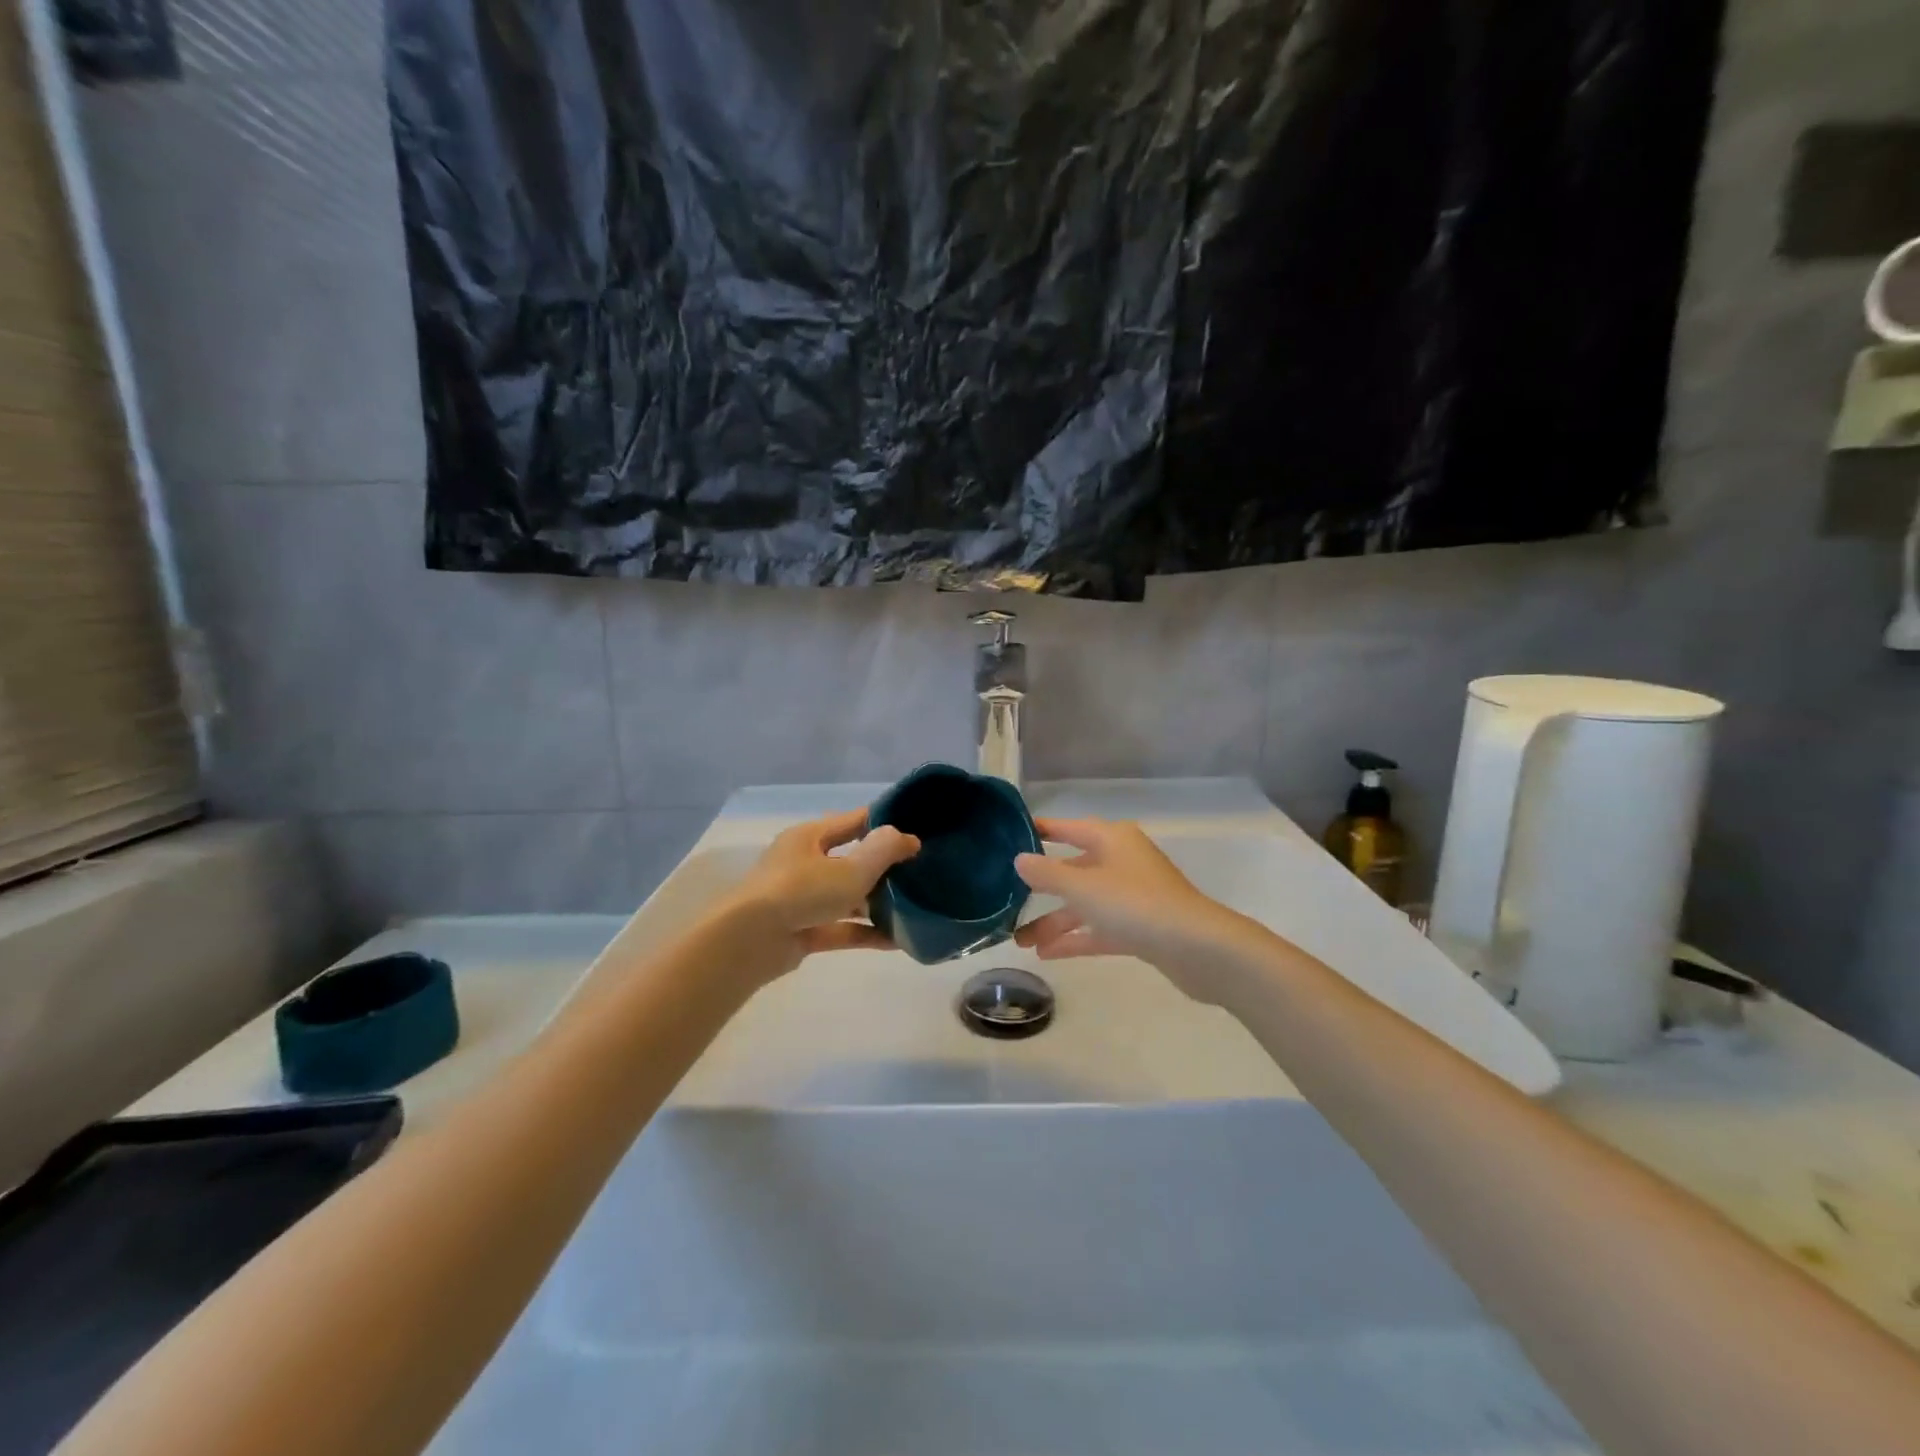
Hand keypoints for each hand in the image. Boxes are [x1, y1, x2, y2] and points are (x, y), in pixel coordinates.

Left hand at [718, 809, 920, 979]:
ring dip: (876, 903)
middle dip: (883, 868)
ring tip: (912, 909)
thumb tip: (909, 838)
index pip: (853, 821)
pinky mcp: (801, 931)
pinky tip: (896, 941)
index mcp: (810, 836)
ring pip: (846, 896)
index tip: (916, 832)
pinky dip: (864, 932)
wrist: (748, 941)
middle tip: (919, 874)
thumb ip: (884, 851)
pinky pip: (840, 928)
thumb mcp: (851, 868)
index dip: (885, 824)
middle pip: (850, 859)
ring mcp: (800, 899)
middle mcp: (803, 863)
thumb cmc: (801, 891)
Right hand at [1013, 818, 1259, 1003]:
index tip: (1012, 836)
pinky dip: (1076, 939)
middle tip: (1007, 899)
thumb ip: (1047, 873)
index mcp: (1112, 839)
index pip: (1069, 828)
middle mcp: (1122, 862)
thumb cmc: (1135, 904)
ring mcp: (1132, 896)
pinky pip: (1099, 929)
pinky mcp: (1140, 928)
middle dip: (1041, 889)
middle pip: (1074, 870)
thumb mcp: (1082, 887)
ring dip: (1054, 921)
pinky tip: (1046, 954)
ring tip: (1020, 941)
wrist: (1198, 948)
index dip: (1042, 831)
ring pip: (1084, 904)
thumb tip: (1019, 859)